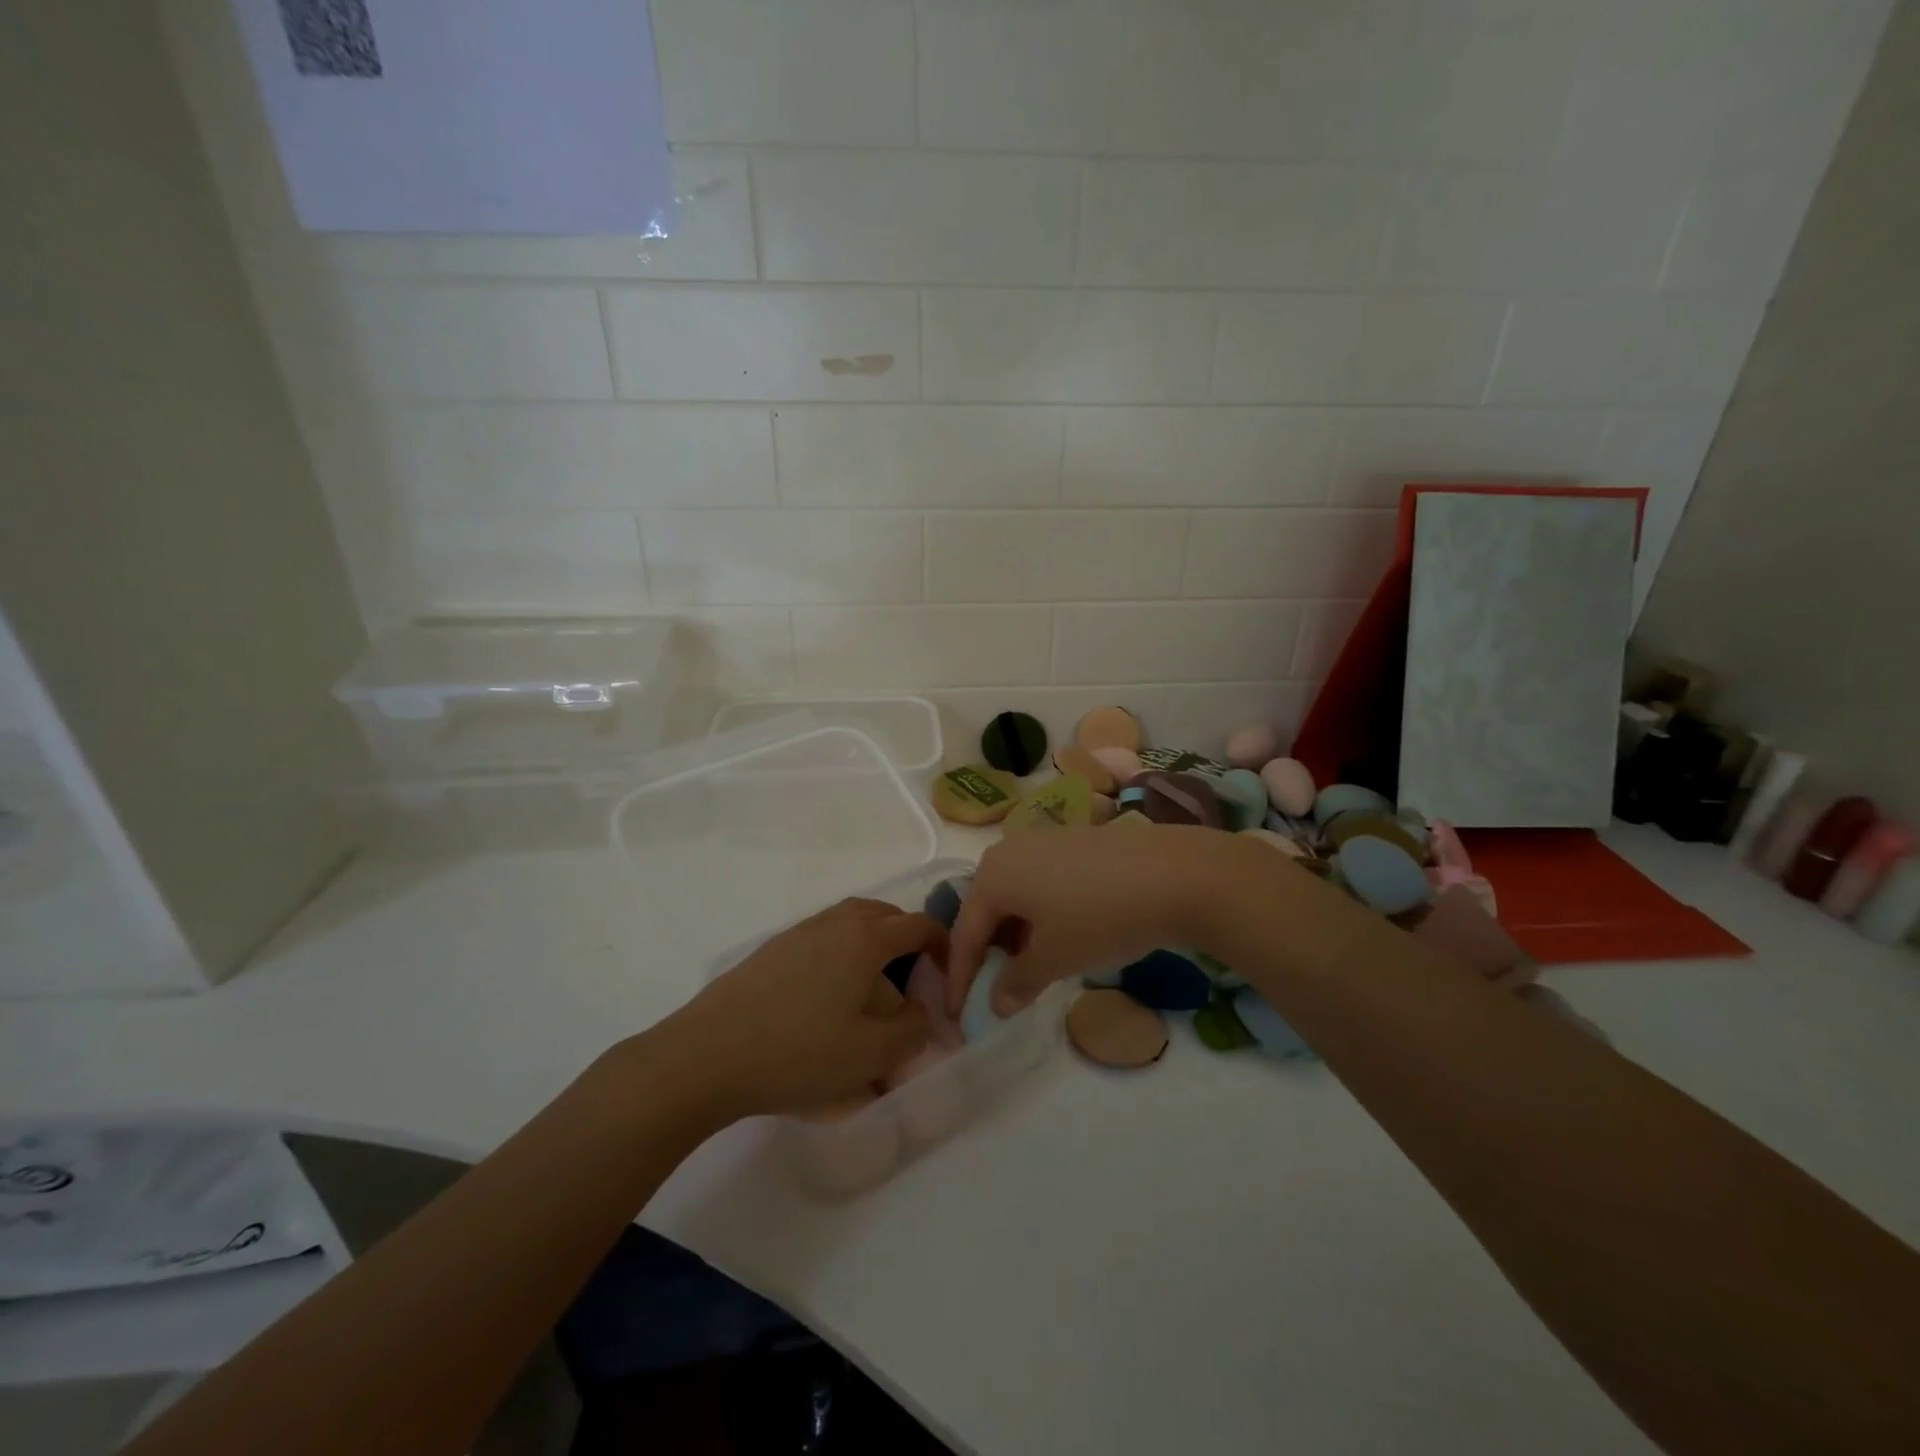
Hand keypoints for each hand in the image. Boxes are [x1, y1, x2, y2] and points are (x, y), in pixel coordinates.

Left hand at [656, 898, 940, 1120]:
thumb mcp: (871, 1054)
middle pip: (883, 914)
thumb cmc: (799, 1052)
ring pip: (849, 921)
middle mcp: (834, 923)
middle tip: (914, 974)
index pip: (918, 925)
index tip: (948, 971)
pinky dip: (840, 951)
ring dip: (871, 942)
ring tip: (873, 983)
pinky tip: (828, 993)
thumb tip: (921, 1012)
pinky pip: (821, 937)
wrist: (707, 1055)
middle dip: (906, 936)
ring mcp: (798, 933)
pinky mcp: (771, 950)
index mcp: (865, 939)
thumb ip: (912, 1030)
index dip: (942, 943)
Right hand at [948, 825, 1251, 1017]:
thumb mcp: (1055, 958)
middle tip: (993, 988)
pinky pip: (1040, 883)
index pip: (965, 933)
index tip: (956, 1014)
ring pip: (1016, 896)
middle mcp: (1009, 850)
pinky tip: (1062, 934)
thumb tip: (996, 1003)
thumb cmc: (1100, 917)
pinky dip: (1040, 914)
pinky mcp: (1073, 842)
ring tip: (1031, 967)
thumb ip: (1017, 982)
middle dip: (988, 952)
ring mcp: (1043, 841)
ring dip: (1016, 935)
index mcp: (992, 875)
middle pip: (987, 909)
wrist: (1173, 872)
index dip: (960, 978)